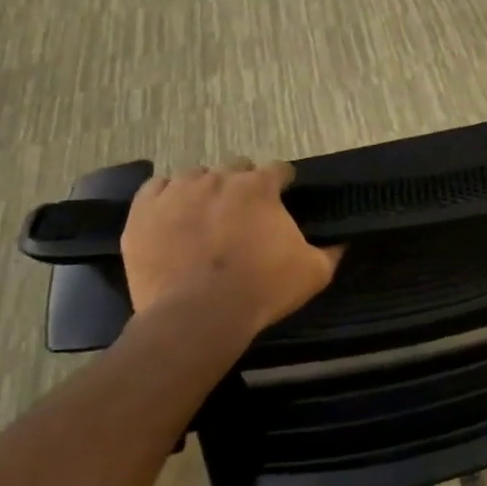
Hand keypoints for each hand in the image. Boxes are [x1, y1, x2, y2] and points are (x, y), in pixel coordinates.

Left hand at [121, 160, 343, 351]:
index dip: (282, 184)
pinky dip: (166, 197)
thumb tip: (343, 241)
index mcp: (260, 187)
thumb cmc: (261, 290)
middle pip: (235, 167)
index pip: (278, 169)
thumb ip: (331, 251)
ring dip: (205, 190)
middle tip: (244, 215)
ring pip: (195, 176)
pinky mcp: (143, 212)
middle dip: (242, 185)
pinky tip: (173, 215)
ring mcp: (177, 192)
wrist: (197, 317)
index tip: (283, 200)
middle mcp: (219, 179)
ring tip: (206, 216)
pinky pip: (155, 188)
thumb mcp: (313, 273)